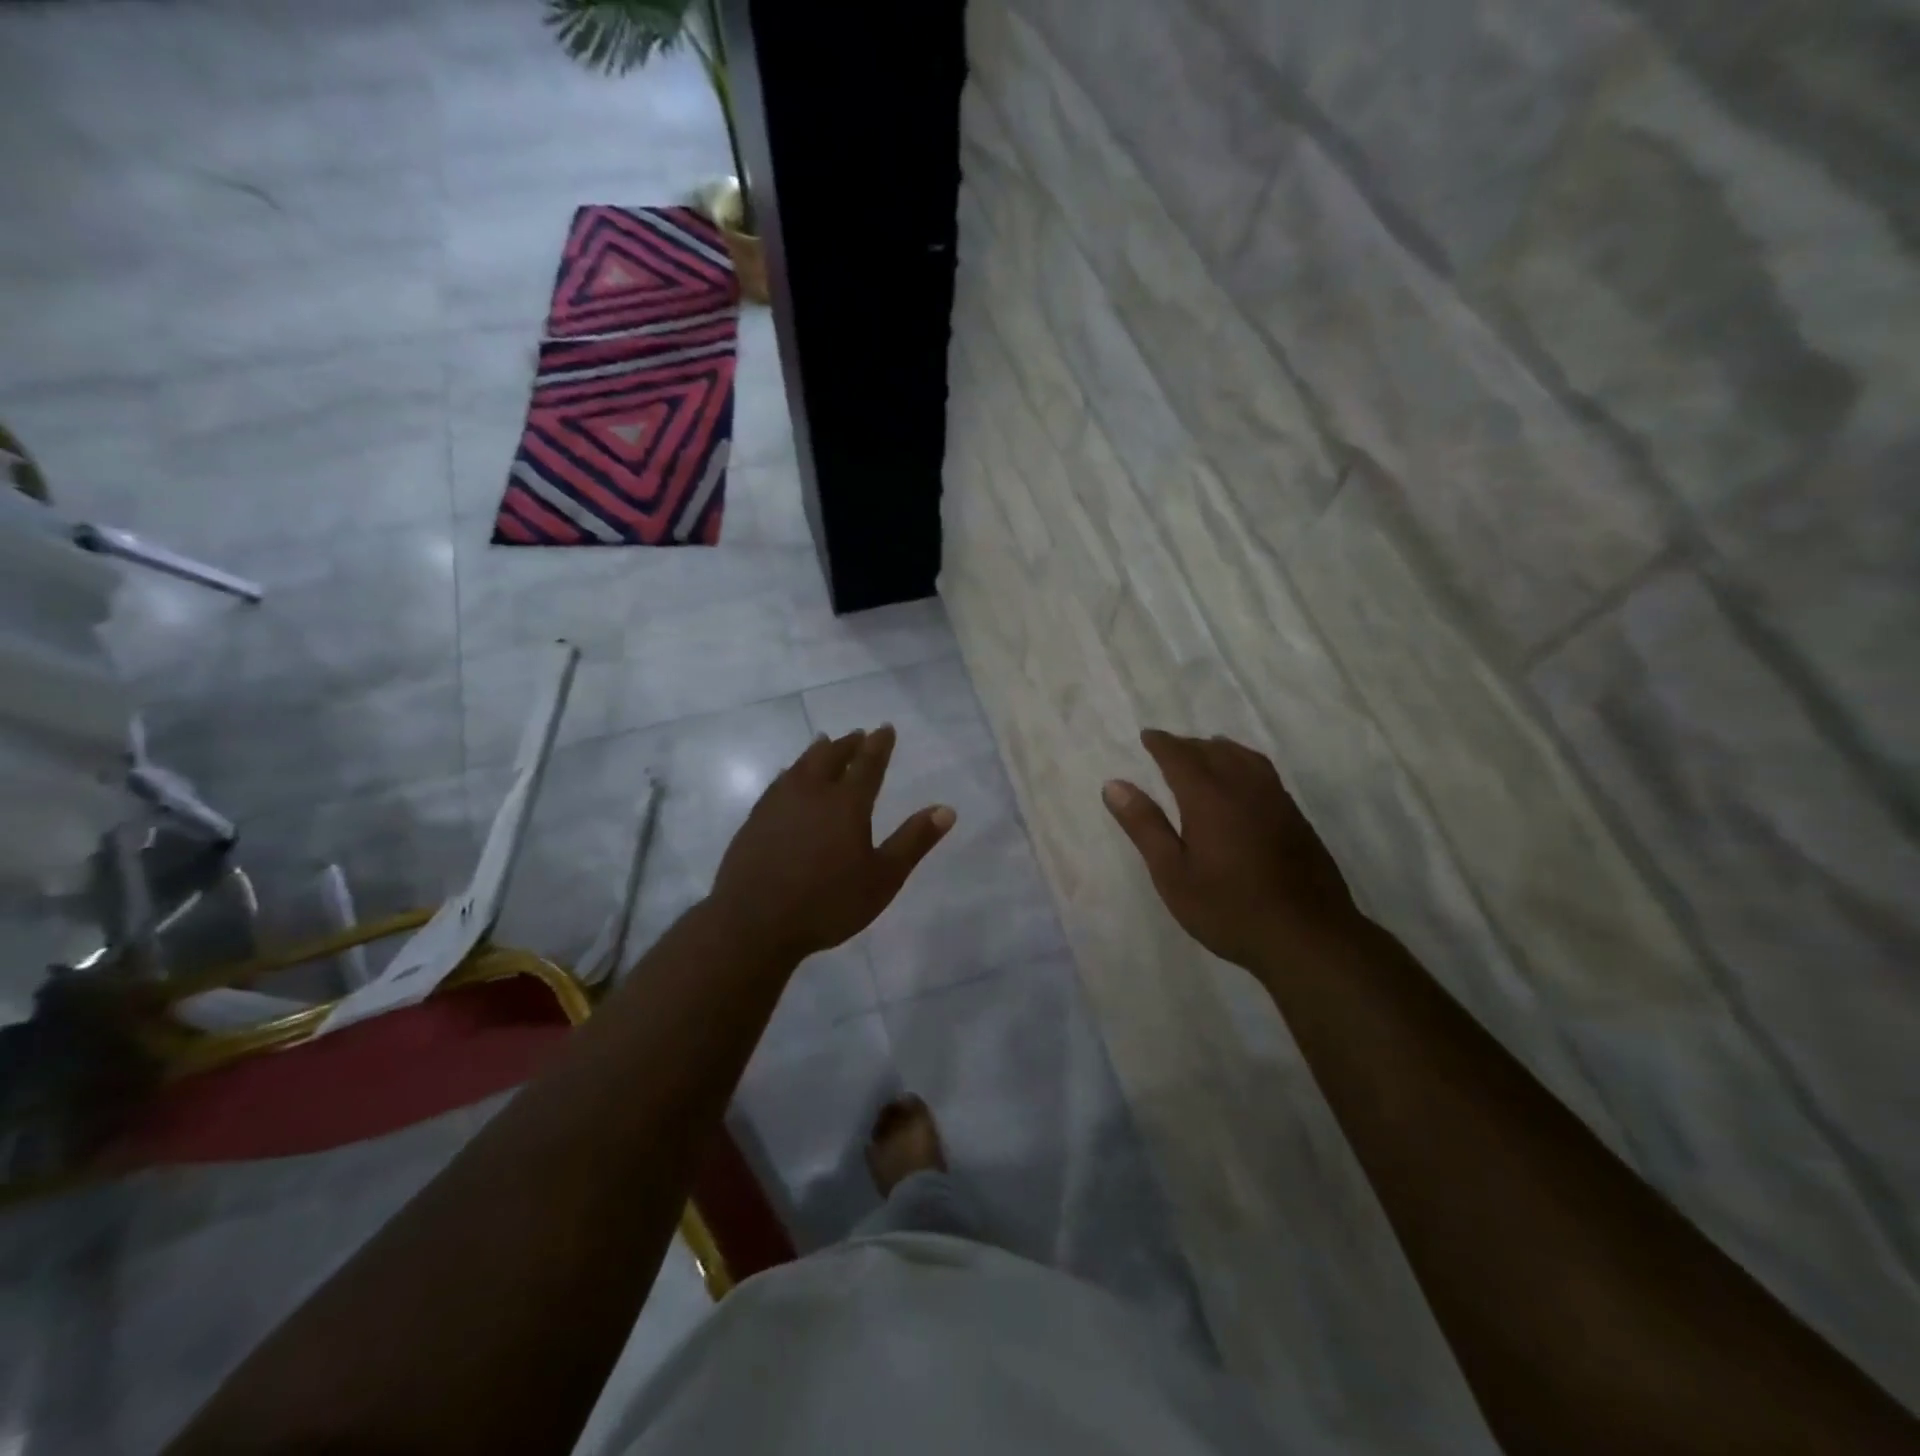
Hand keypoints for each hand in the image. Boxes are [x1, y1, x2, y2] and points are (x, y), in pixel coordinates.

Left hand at [709, 725, 955, 960]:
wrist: (754, 922)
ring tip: (824, 742)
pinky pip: (778, 783)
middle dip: (848, 743)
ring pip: (801, 765)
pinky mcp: (755, 819)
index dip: (879, 744)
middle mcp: (812, 793)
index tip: (885, 728)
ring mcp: (779, 803)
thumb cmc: (827, 903)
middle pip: (831, 757)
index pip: (868, 763)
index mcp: (847, 803)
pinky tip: (788, 778)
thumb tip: (946, 810)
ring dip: (817, 752)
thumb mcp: (882, 878)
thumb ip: (913, 841)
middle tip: (857, 735)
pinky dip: (791, 772)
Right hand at [1102, 730, 1358, 975]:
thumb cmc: (1228, 908)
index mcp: (1209, 797)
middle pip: (1214, 751)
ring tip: (1207, 750)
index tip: (1147, 736)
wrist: (1307, 937)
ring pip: (1245, 758)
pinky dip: (1245, 763)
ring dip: (1220, 749)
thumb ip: (1144, 825)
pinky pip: (1265, 773)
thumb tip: (1114, 785)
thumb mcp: (1172, 873)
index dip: (1162, 744)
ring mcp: (1276, 801)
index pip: (1180, 757)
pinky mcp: (1296, 818)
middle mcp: (1244, 788)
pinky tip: (1244, 782)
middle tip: (1169, 746)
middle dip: (1188, 745)